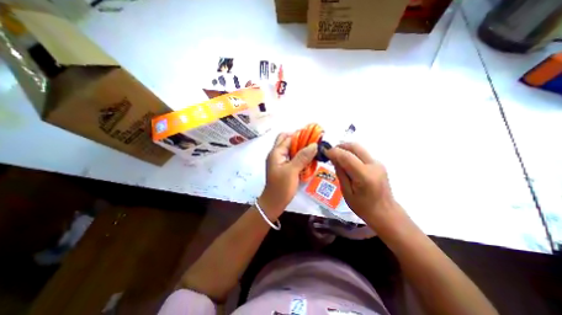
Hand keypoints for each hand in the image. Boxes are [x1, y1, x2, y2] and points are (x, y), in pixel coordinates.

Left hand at [258, 132, 314, 218]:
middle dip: (300, 139)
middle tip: (312, 143)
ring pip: (290, 149)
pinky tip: (308, 159)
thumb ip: (303, 157)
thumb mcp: (292, 171)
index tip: (314, 136)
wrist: (274, 203)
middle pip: (287, 140)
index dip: (301, 135)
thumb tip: (314, 144)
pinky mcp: (284, 167)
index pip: (288, 137)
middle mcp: (277, 154)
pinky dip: (300, 156)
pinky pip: (292, 157)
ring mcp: (280, 160)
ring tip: (312, 150)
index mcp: (276, 152)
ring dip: (300, 148)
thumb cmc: (281, 187)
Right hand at [326, 143, 393, 222]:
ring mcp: (378, 163)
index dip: (334, 152)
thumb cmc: (363, 207)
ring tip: (337, 158)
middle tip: (330, 153)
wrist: (386, 212)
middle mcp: (373, 165)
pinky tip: (346, 163)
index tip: (324, 152)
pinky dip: (351, 154)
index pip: (347, 156)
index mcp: (365, 176)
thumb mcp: (346, 192)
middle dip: (340, 146)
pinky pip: (362, 153)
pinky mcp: (378, 163)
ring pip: (358, 148)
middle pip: (355, 147)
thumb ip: (340, 173)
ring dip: (345, 149)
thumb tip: (333, 158)